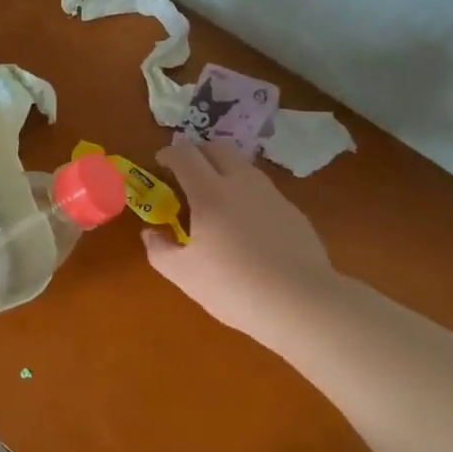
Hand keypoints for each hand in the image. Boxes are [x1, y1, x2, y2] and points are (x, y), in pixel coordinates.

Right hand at [144, 138, 341, 348]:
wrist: (301, 303)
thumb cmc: (234, 287)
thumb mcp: (184, 275)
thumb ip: (159, 249)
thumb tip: (150, 233)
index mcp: (210, 193)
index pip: (185, 154)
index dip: (168, 154)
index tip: (160, 165)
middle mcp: (241, 183)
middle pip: (217, 147)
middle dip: (197, 153)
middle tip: (186, 174)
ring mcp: (271, 195)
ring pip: (243, 165)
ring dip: (223, 170)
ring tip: (215, 199)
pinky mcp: (292, 211)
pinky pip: (262, 189)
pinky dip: (246, 193)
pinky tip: (246, 225)